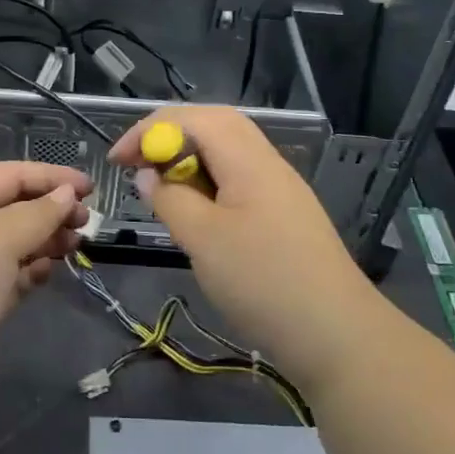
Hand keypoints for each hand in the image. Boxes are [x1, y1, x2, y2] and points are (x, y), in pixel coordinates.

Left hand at [0, 161, 91, 408]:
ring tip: (75, 245)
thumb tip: (65, 194)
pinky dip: (31, 271)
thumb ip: (37, 213)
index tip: (90, 188)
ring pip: (14, 243)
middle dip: (50, 210)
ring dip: (45, 240)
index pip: (9, 175)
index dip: (50, 177)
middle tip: (86, 222)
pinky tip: (48, 272)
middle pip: (13, 208)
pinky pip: (10, 276)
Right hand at [109, 106, 375, 384]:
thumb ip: (170, 198)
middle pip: (213, 126)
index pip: (193, 118)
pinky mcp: (283, 215)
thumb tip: (149, 174)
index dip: (150, 129)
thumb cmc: (263, 281)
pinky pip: (237, 180)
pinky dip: (207, 184)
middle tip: (137, 164)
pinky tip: (196, 214)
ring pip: (227, 153)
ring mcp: (279, 189)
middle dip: (169, 136)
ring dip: (188, 160)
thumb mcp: (203, 239)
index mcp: (249, 159)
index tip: (118, 160)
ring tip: (161, 188)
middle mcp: (267, 163)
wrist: (336, 335)